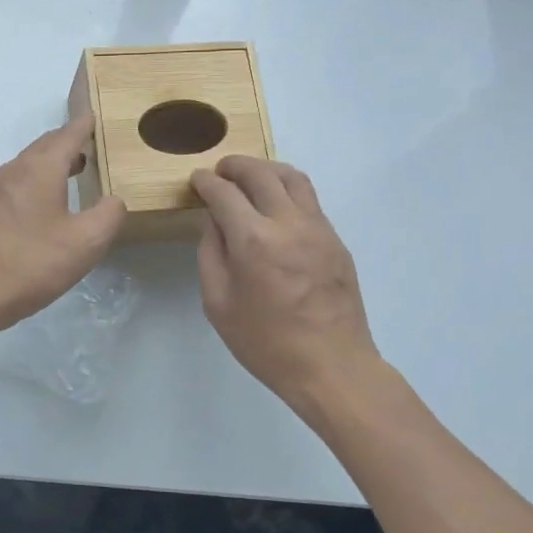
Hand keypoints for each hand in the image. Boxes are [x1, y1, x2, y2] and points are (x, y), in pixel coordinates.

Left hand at [0, 114, 125, 334]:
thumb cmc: (31, 263)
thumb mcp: (86, 243)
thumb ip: (109, 215)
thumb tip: (114, 200)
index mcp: (41, 168)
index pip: (68, 135)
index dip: (85, 125)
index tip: (98, 117)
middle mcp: (16, 170)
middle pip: (46, 145)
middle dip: (70, 141)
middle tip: (92, 142)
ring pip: (31, 163)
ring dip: (54, 160)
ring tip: (76, 168)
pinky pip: (20, 181)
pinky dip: (40, 178)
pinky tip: (49, 200)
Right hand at [191, 156, 380, 416]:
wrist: (332, 367)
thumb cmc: (266, 343)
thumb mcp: (218, 304)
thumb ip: (211, 254)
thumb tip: (213, 221)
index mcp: (253, 240)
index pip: (224, 193)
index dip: (205, 181)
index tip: (196, 180)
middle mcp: (287, 223)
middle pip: (260, 173)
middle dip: (235, 165)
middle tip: (220, 171)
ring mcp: (318, 228)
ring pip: (292, 177)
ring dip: (266, 169)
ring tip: (250, 178)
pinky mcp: (336, 239)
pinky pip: (309, 199)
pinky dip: (287, 189)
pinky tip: (276, 205)